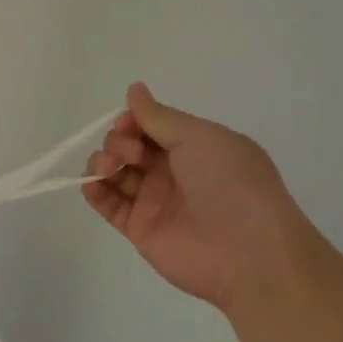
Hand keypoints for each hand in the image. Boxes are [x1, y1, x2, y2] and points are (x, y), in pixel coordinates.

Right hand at [84, 82, 321, 312]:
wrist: (249, 253)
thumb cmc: (231, 184)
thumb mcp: (200, 138)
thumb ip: (159, 117)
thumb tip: (134, 88)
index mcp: (193, 148)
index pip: (149, 126)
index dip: (132, 121)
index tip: (129, 125)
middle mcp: (172, 172)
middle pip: (127, 146)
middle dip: (118, 141)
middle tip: (132, 154)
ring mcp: (154, 201)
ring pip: (114, 172)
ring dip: (101, 161)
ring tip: (107, 167)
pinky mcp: (139, 229)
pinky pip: (108, 204)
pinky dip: (93, 190)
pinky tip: (92, 183)